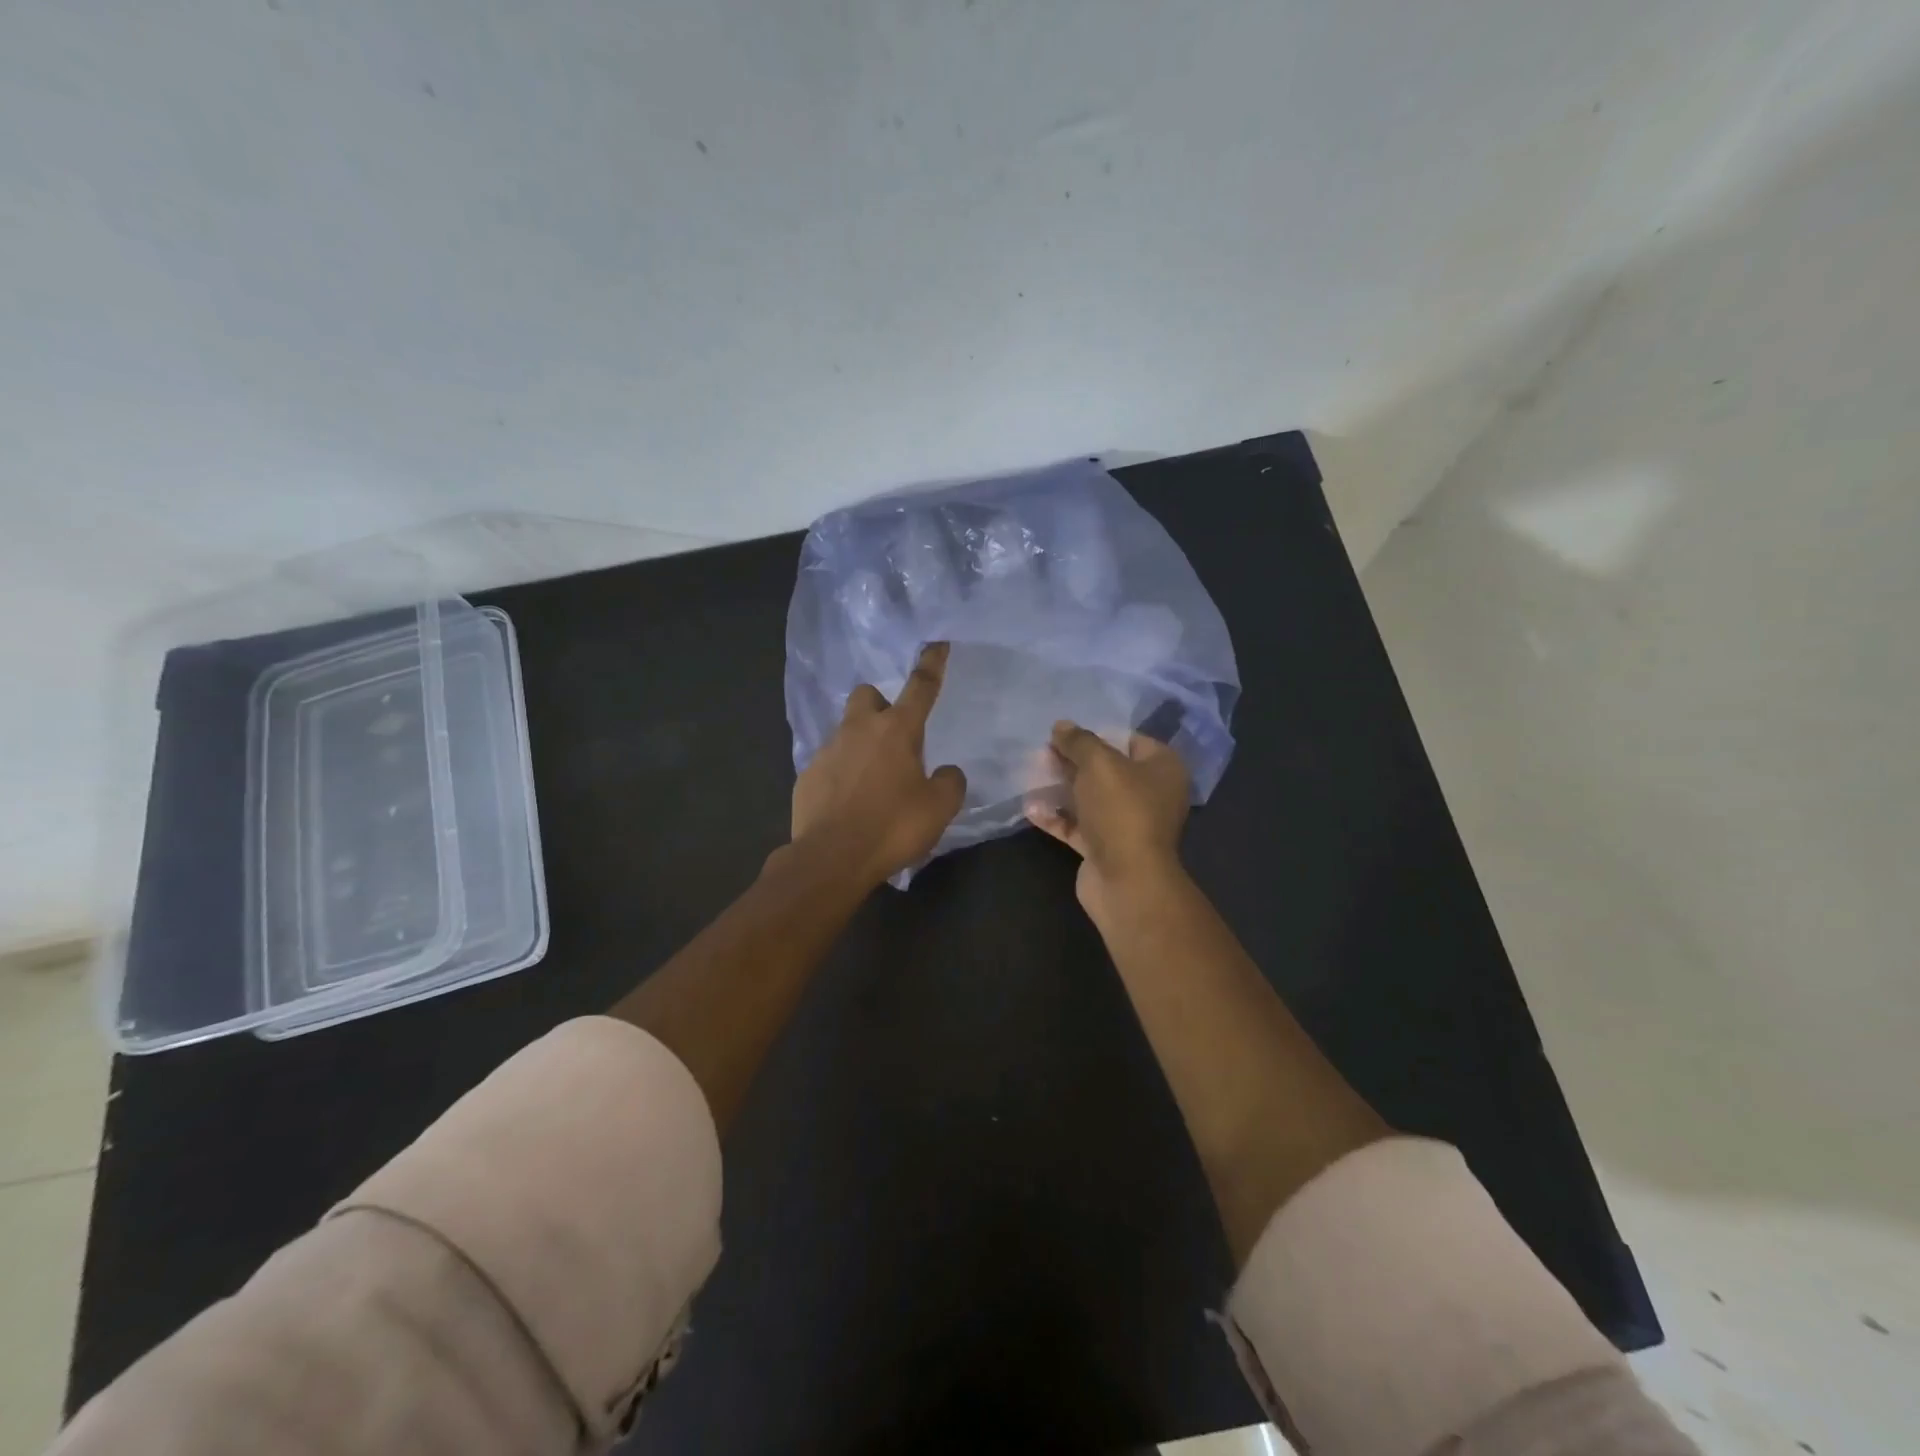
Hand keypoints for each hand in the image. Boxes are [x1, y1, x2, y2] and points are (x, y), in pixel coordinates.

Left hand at [791, 642, 966, 885]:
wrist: (831, 858)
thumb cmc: (893, 826)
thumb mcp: (939, 808)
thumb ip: (950, 782)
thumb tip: (946, 772)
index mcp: (897, 730)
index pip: (921, 686)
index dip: (932, 663)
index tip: (937, 644)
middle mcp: (859, 730)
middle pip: (866, 695)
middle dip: (880, 705)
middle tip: (894, 736)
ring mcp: (827, 751)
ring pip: (846, 731)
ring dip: (861, 744)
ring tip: (874, 782)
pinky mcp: (807, 776)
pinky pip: (829, 763)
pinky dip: (842, 775)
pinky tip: (850, 804)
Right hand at [1025, 720, 1189, 914]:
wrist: (1126, 880)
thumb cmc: (1121, 811)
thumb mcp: (1099, 764)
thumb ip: (1078, 741)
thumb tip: (1061, 725)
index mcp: (1162, 769)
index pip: (1130, 740)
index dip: (1098, 734)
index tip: (1067, 733)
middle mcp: (1149, 794)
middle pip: (1106, 769)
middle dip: (1073, 760)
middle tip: (1042, 752)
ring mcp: (1126, 823)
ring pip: (1090, 798)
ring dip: (1061, 788)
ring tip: (1031, 774)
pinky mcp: (1105, 847)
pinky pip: (1078, 826)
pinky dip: (1056, 817)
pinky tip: (1030, 808)